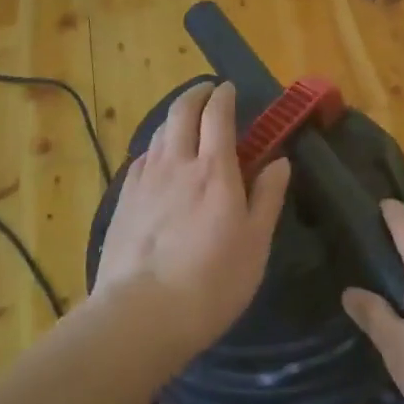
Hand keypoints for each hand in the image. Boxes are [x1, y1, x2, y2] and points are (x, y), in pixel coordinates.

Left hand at [93, 82, 290, 355]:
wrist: (141, 314)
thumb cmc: (212, 282)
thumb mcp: (256, 243)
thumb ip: (268, 196)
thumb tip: (280, 160)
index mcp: (214, 170)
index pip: (218, 115)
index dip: (224, 96)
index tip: (229, 88)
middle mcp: (176, 164)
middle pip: (181, 112)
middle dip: (195, 94)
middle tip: (207, 91)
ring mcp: (144, 180)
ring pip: (158, 132)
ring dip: (173, 118)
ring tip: (184, 121)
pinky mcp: (123, 200)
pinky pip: (141, 159)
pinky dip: (154, 147)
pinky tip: (157, 160)